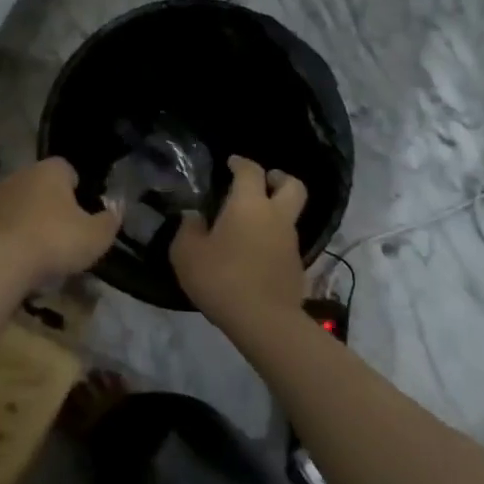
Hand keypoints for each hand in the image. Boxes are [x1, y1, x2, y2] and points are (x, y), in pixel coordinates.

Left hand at [0, 157, 120, 288]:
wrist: (1, 263)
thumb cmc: (55, 241)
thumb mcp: (96, 236)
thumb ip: (110, 220)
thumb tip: (117, 208)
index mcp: (51, 169)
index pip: (69, 170)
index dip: (79, 191)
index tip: (84, 216)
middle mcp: (22, 174)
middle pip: (44, 187)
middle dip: (55, 206)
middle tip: (67, 235)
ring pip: (24, 205)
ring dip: (33, 221)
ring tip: (45, 251)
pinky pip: (7, 224)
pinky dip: (16, 236)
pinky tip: (23, 258)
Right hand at [171, 156, 307, 327]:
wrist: (263, 320)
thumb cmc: (221, 278)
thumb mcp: (187, 253)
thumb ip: (188, 229)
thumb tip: (194, 217)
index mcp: (249, 204)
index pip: (250, 171)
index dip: (241, 163)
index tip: (231, 162)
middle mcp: (276, 216)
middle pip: (292, 185)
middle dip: (279, 178)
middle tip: (263, 181)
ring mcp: (291, 242)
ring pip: (290, 216)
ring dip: (275, 213)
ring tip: (249, 225)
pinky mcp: (296, 267)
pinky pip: (285, 243)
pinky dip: (273, 240)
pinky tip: (254, 254)